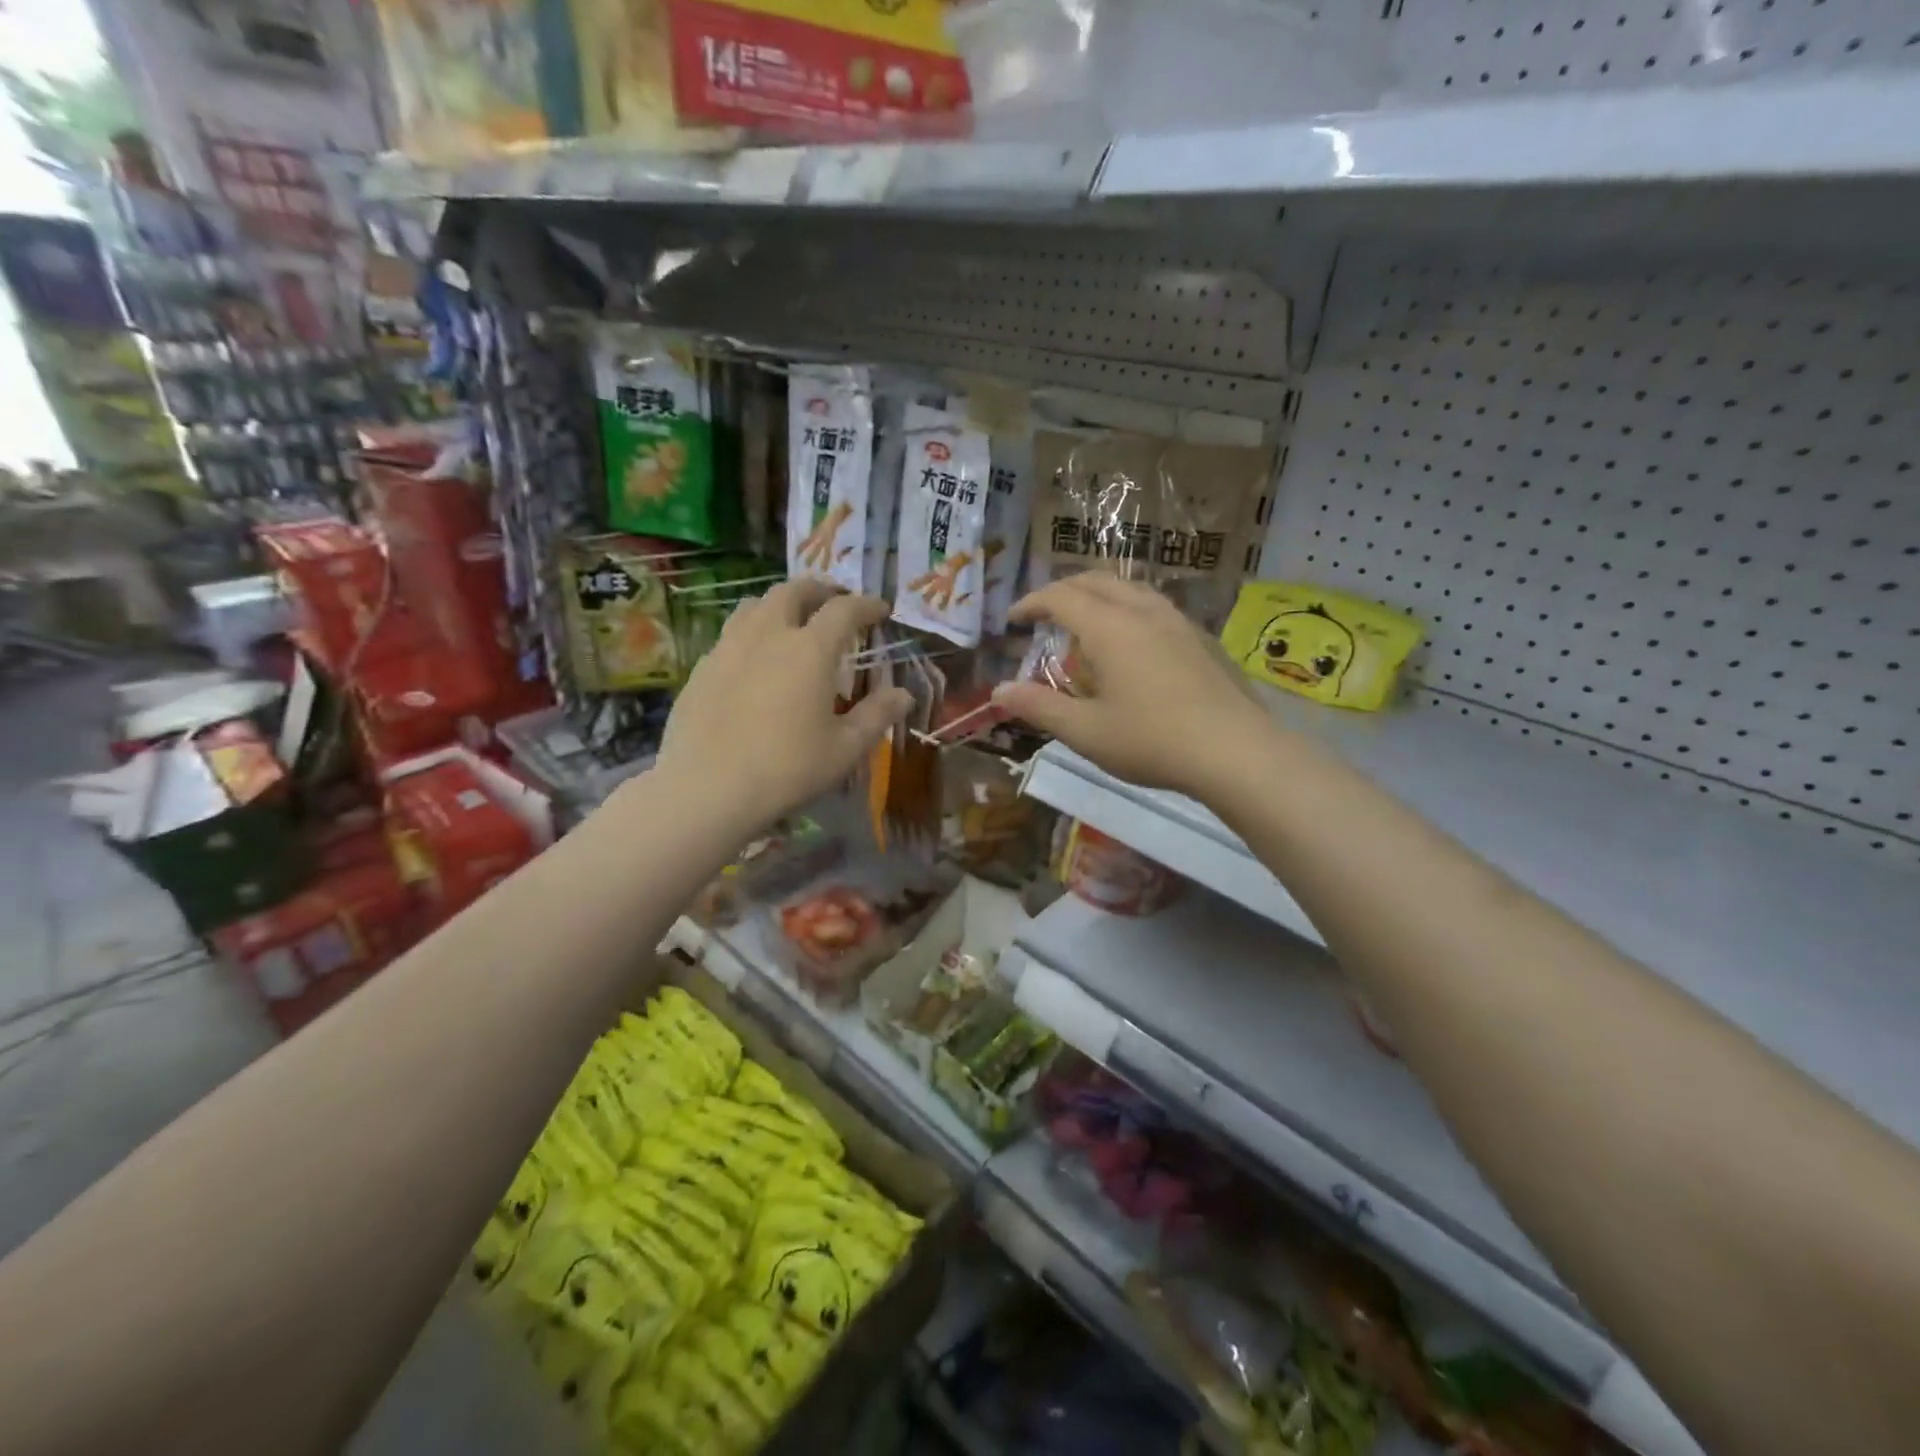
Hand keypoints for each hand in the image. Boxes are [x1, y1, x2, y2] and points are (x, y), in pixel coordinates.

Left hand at [656, 581, 911, 834]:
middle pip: (793, 591)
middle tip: (834, 600)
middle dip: (819, 590)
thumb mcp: (844, 748)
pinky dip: (751, 631)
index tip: (880, 609)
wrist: (707, 789)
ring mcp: (729, 648)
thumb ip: (876, 716)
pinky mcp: (702, 668)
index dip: (866, 605)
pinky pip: (731, 633)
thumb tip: (904, 695)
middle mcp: (768, 635)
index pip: (844, 609)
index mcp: (810, 649)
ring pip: (755, 605)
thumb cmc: (787, 769)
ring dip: (781, 603)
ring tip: (792, 618)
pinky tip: (754, 657)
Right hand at [992, 574, 1274, 803]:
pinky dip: (1126, 609)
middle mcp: (1143, 612)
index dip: (1032, 603)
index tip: (1013, 619)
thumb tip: (998, 691)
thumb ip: (1039, 706)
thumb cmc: (1152, 741)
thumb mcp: (1085, 731)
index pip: (1061, 597)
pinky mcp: (1200, 638)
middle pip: (1096, 581)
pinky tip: (1131, 643)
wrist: (1236, 752)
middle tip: (1044, 614)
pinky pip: (1153, 606)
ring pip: (1130, 588)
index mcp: (1110, 627)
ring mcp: (1177, 621)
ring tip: (1085, 623)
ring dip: (1099, 595)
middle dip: (1064, 590)